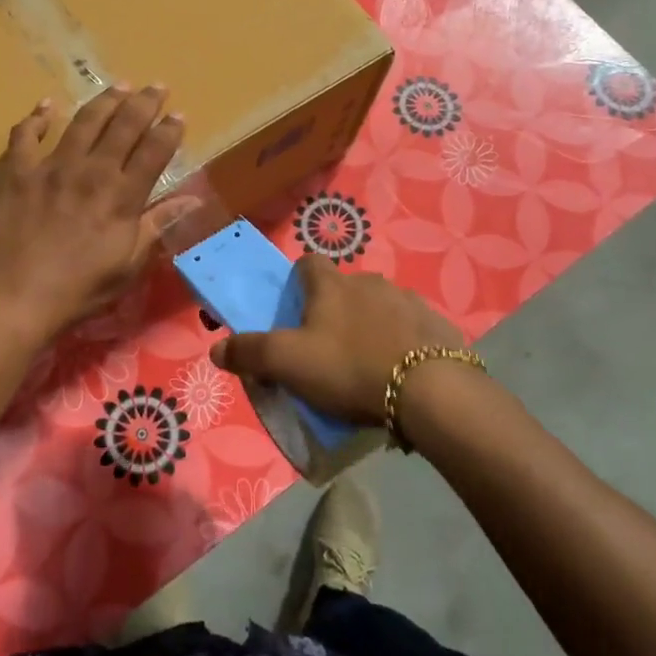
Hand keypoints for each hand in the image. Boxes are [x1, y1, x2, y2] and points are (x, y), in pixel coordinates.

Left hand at [0, 85, 185, 341]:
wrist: (9, 299)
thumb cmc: (76, 291)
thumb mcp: (127, 266)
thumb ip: (157, 226)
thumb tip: (193, 200)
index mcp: (121, 196)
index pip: (154, 152)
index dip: (169, 131)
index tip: (179, 115)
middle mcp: (90, 171)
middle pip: (123, 126)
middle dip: (144, 103)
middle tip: (156, 86)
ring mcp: (50, 166)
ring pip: (83, 121)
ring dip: (104, 101)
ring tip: (118, 86)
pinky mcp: (14, 171)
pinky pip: (25, 134)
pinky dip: (37, 117)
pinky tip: (48, 106)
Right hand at [209, 255, 462, 425]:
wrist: (430, 391)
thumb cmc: (349, 368)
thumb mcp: (287, 364)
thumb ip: (249, 353)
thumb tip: (217, 348)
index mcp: (332, 286)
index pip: (307, 263)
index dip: (297, 282)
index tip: (294, 309)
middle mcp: (370, 282)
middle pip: (344, 287)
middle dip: (334, 309)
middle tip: (327, 347)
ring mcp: (408, 301)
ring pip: (380, 306)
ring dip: (371, 325)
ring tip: (367, 364)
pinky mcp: (438, 325)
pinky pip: (412, 328)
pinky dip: (403, 342)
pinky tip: (401, 372)